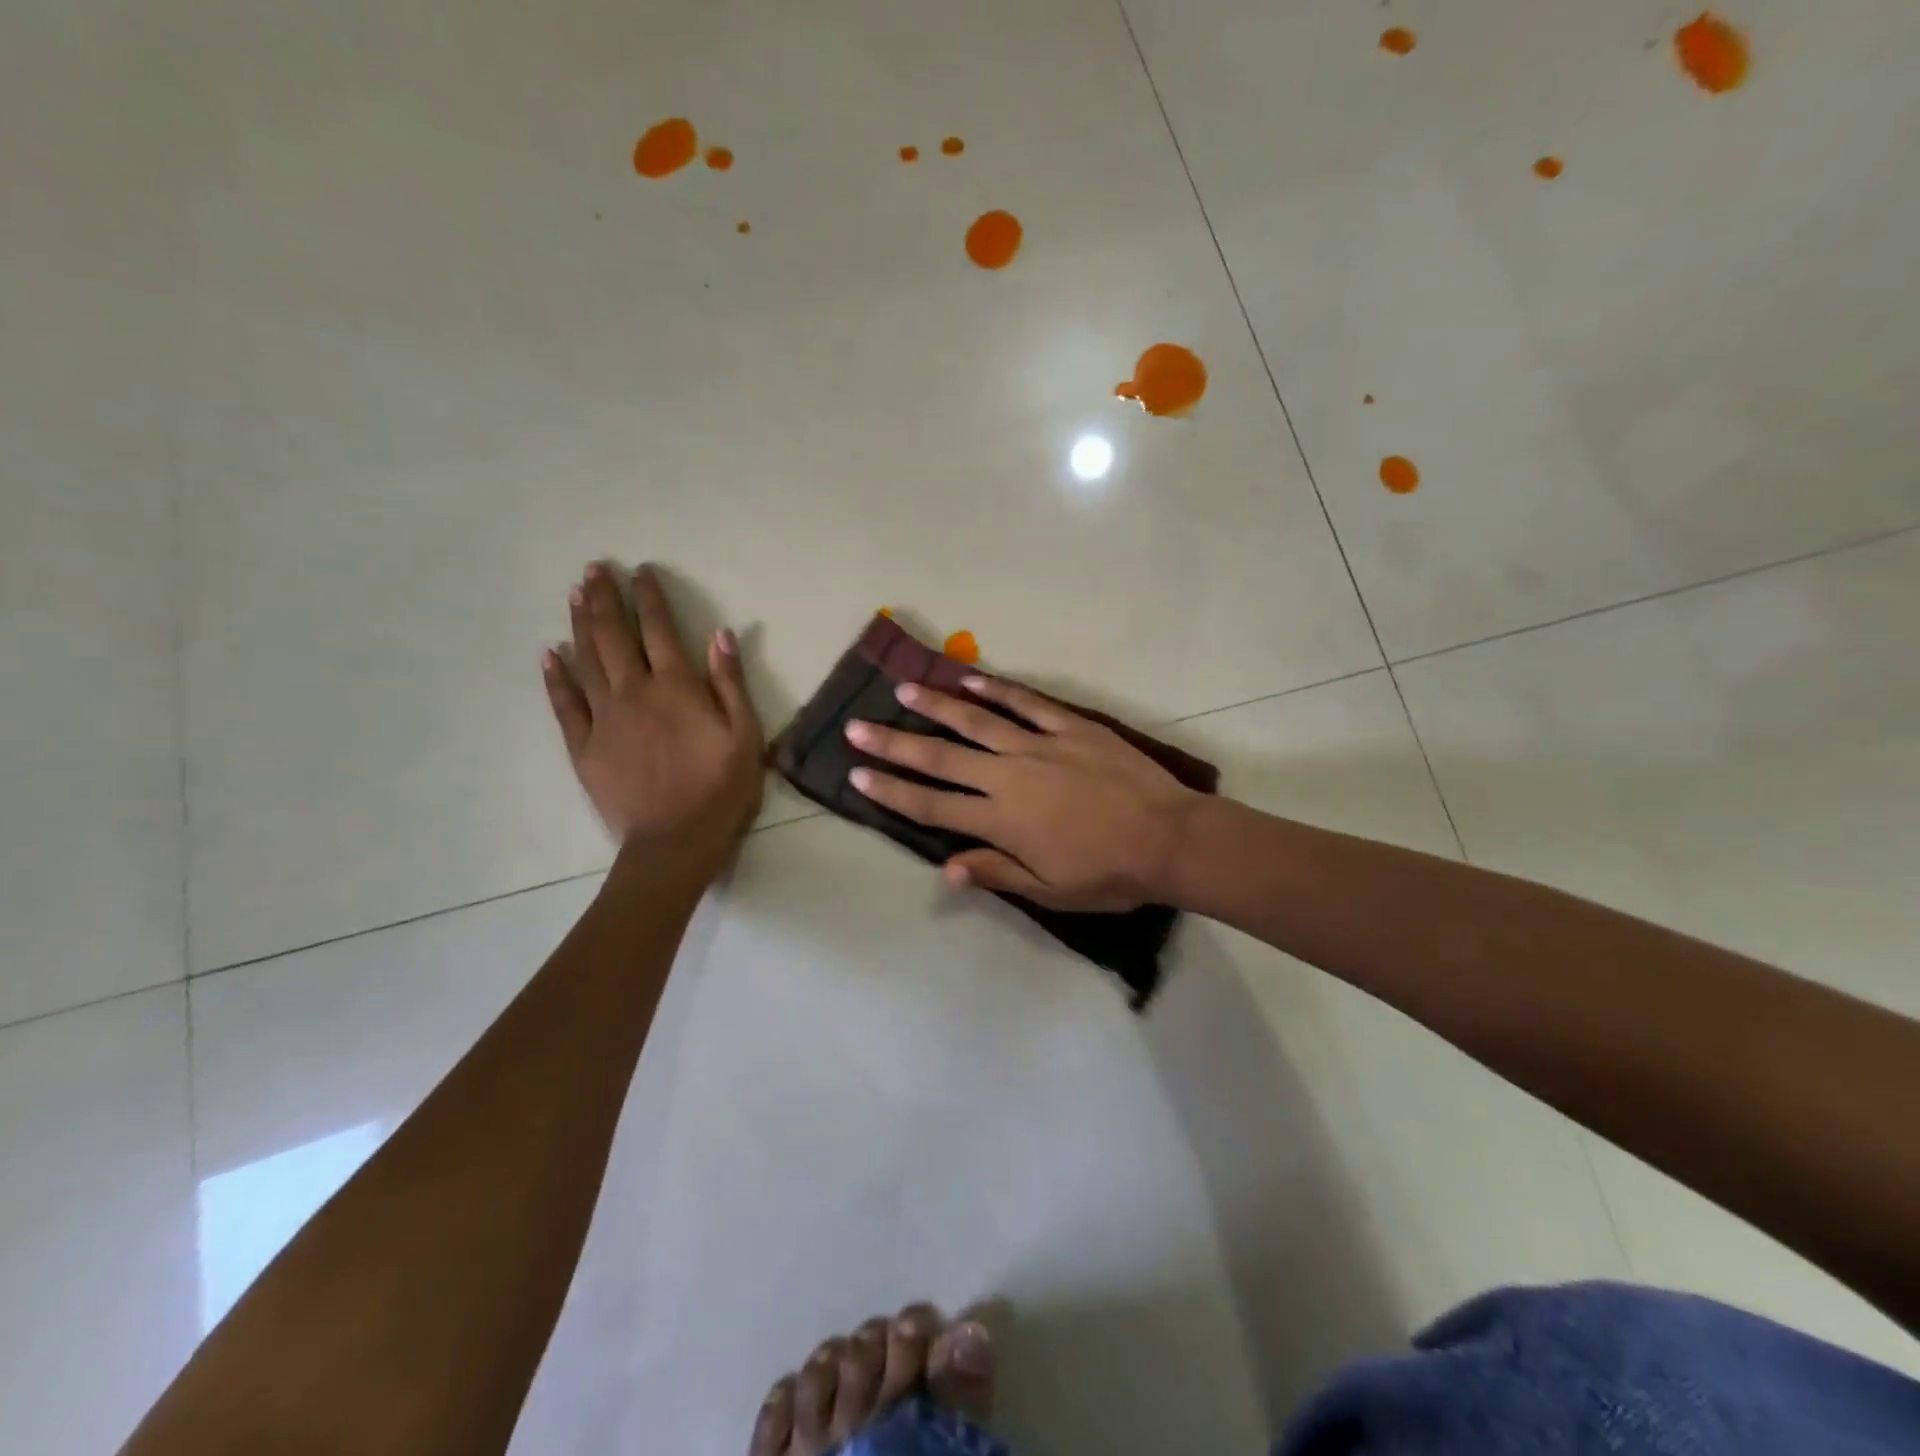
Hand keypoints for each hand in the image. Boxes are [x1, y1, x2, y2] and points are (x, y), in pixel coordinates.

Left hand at [543, 563, 762, 871]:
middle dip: (605, 599)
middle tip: (595, 569)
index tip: (641, 572)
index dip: (649, 598)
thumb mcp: (744, 735)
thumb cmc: (720, 788)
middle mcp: (634, 692)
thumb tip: (721, 635)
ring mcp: (603, 718)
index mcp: (676, 687)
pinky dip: (556, 676)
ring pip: (585, 660)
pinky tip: (549, 654)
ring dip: (579, 624)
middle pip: (613, 635)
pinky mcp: (583, 746)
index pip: (659, 630)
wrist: (675, 841)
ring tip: (575, 595)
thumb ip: (730, 683)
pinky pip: (564, 703)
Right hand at [844, 676, 1198, 911]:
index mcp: (1001, 820)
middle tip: (857, 727)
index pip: (932, 805)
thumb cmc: (1109, 874)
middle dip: (894, 744)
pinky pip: (1027, 703)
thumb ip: (998, 872)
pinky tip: (970, 677)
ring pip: (976, 720)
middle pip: (940, 758)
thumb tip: (948, 867)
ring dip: (936, 705)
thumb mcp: (1051, 890)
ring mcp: (1040, 746)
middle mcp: (1009, 776)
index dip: (891, 791)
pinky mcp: (1071, 727)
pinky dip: (997, 689)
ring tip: (903, 690)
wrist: (1171, 839)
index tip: (857, 775)